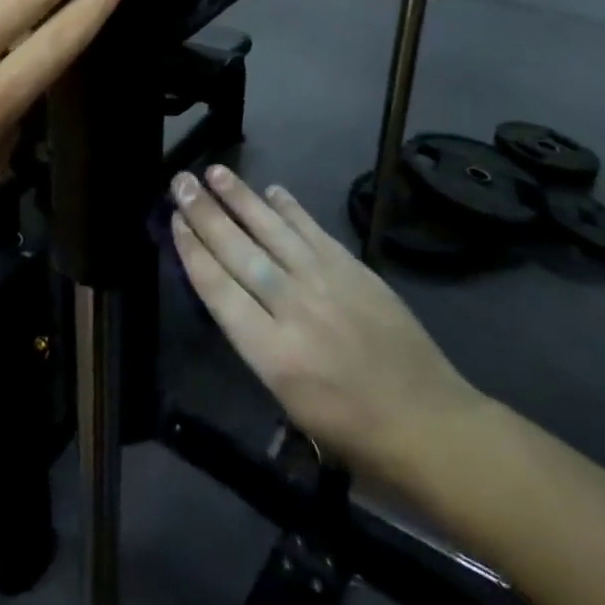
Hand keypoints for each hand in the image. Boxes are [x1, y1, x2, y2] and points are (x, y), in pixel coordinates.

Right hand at [170, 166, 484, 485]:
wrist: (430, 425)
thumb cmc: (352, 433)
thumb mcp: (288, 403)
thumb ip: (257, 345)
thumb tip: (234, 298)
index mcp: (272, 353)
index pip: (218, 289)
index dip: (192, 250)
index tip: (174, 221)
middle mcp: (293, 308)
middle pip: (238, 251)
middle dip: (205, 214)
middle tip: (181, 181)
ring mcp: (326, 283)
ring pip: (273, 230)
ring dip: (241, 198)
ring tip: (215, 171)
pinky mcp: (355, 270)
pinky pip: (314, 231)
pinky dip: (291, 209)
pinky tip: (272, 190)